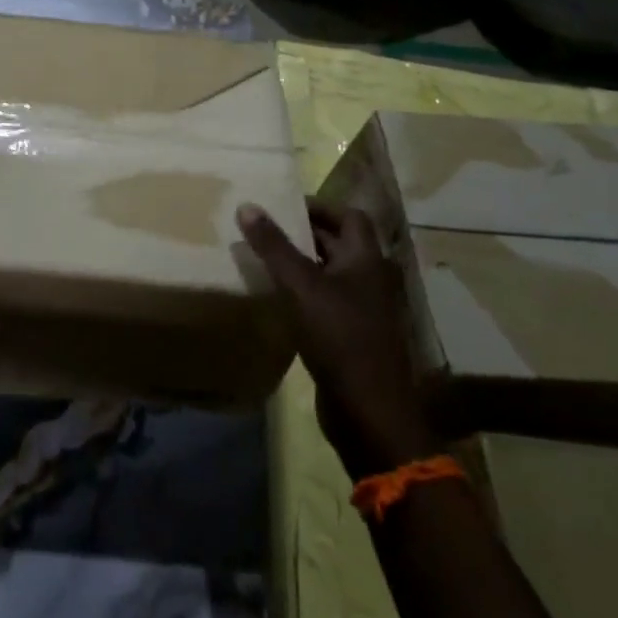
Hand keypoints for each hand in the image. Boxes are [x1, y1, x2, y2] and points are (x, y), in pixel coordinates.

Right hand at [237, 199, 439, 476]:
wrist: (369, 411)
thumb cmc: (339, 337)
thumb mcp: (301, 287)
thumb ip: (274, 246)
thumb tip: (247, 205)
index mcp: (366, 260)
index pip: (348, 216)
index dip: (318, 207)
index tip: (282, 206)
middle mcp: (369, 279)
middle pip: (339, 243)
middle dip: (304, 233)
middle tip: (265, 229)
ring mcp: (363, 309)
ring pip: (330, 273)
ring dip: (302, 263)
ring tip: (264, 258)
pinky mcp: (351, 335)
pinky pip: (326, 300)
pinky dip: (304, 292)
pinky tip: (277, 297)